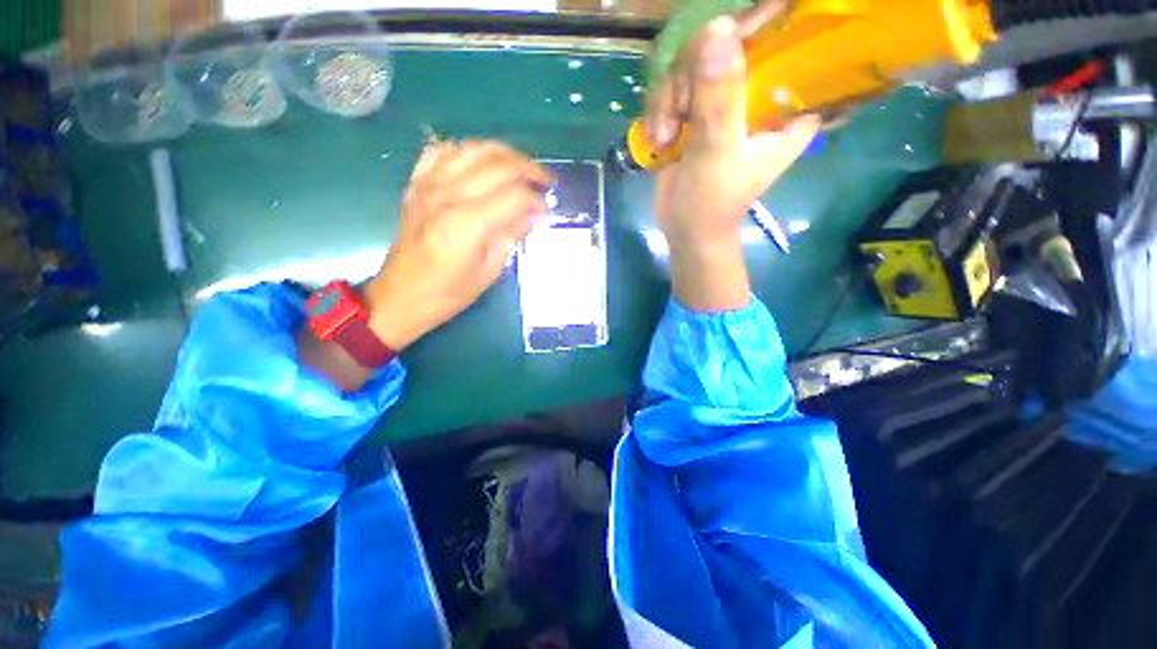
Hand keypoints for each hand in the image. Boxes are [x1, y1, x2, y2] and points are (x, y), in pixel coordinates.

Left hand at [364, 141, 550, 349]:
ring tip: (519, 167)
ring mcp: (428, 186)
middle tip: (544, 181)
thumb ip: (511, 236)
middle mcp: (448, 196)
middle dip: (528, 169)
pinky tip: (480, 165)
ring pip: (473, 149)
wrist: (401, 295)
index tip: (545, 212)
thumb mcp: (490, 271)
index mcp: (468, 224)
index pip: (515, 196)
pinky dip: (467, 152)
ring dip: (503, 153)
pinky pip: (442, 151)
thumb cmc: (449, 292)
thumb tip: (532, 214)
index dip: (537, 200)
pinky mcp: (416, 185)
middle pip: (498, 164)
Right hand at [644, 2, 819, 310]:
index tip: (726, 38)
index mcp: (786, 103)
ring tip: (665, 137)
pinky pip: (674, 87)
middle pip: (729, 44)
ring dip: (669, 99)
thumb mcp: (717, 152)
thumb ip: (719, 97)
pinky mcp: (695, 112)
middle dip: (694, 73)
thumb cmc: (712, 203)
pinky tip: (658, 139)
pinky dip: (659, 111)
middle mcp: (757, 94)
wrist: (685, 231)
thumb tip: (717, 29)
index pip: (789, 40)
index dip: (760, 25)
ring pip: (692, 65)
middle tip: (682, 108)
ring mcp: (723, 102)